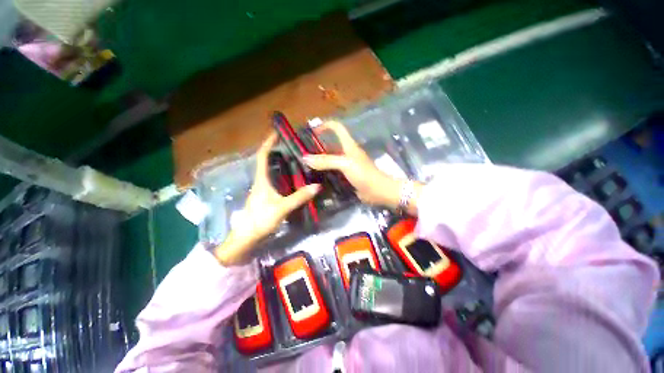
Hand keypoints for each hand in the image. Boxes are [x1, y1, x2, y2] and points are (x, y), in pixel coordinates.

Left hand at [214, 133, 320, 265]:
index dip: (268, 142)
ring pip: (271, 171)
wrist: (247, 237)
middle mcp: (260, 181)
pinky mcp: (266, 196)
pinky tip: (293, 177)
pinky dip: (283, 175)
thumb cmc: (260, 220)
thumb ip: (299, 197)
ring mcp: (262, 189)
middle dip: (277, 151)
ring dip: (280, 163)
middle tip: (293, 146)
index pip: (263, 156)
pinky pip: (275, 180)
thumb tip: (317, 186)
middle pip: (267, 161)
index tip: (277, 132)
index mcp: (261, 180)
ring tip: (296, 158)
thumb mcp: (282, 208)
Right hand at [302, 120, 408, 208]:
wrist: (377, 191)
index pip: (337, 128)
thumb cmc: (364, 174)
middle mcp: (346, 153)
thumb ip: (326, 161)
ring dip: (319, 162)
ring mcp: (346, 165)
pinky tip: (314, 178)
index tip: (312, 131)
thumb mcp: (345, 164)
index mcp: (348, 145)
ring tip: (304, 167)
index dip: (325, 125)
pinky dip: (324, 173)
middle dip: (317, 148)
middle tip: (302, 154)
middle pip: (330, 145)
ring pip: (330, 160)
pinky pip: (332, 172)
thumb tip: (306, 158)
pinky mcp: (346, 176)